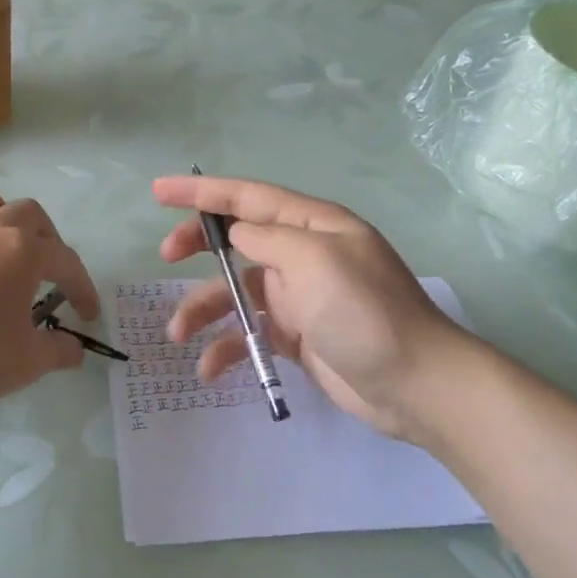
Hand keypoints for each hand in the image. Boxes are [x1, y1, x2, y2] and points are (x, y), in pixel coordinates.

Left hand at [0, 188, 100, 416]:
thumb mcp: (25, 362)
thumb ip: (57, 351)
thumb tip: (76, 350)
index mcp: (24, 252)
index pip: (66, 261)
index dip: (83, 288)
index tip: (88, 315)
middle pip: (30, 214)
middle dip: (49, 238)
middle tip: (50, 273)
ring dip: (5, 217)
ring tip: (7, 248)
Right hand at [153, 176, 484, 443]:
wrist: (418, 386)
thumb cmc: (365, 313)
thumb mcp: (315, 262)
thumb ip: (268, 240)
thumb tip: (237, 235)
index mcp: (311, 225)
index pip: (247, 197)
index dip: (201, 192)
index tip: (158, 191)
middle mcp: (302, 254)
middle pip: (237, 238)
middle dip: (198, 243)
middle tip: (165, 254)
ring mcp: (299, 296)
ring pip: (235, 291)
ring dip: (203, 307)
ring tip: (177, 330)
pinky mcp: (296, 335)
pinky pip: (249, 332)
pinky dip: (227, 346)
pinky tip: (210, 368)